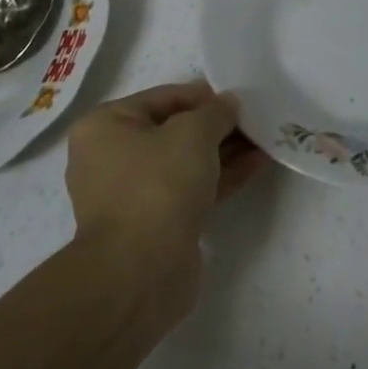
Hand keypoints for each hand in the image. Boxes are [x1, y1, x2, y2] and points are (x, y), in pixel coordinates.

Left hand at [64, 82, 266, 306]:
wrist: (140, 273)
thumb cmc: (158, 185)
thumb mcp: (194, 133)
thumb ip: (216, 111)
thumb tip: (228, 103)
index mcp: (105, 126)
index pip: (162, 97)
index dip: (202, 95)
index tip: (237, 97)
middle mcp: (111, 157)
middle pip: (173, 130)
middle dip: (215, 125)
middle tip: (254, 118)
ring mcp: (132, 194)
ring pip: (184, 162)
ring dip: (223, 151)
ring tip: (262, 139)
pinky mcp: (154, 224)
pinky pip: (190, 189)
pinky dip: (220, 176)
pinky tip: (255, 164)